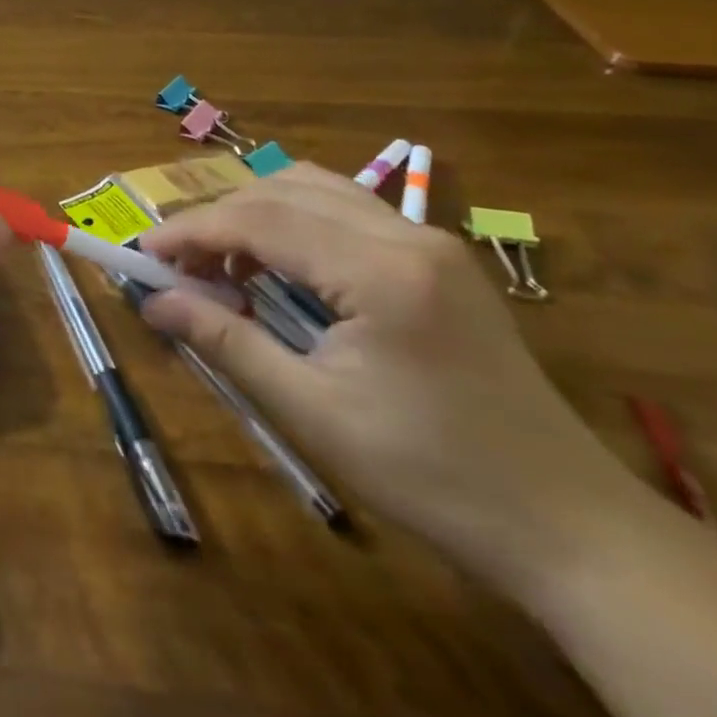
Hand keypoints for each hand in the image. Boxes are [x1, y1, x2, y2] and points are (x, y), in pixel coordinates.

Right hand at [140, 163, 634, 595]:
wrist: (572, 528)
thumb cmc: (434, 477)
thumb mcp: (313, 412)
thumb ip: (226, 341)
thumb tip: (153, 302)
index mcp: (382, 272)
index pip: (260, 219)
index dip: (191, 230)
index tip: (143, 254)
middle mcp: (408, 234)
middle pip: (282, 190)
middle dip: (218, 218)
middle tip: (177, 265)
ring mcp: (430, 240)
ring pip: (314, 189)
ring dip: (255, 214)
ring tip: (222, 262)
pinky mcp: (439, 257)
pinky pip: (346, 210)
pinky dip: (295, 223)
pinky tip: (278, 266)